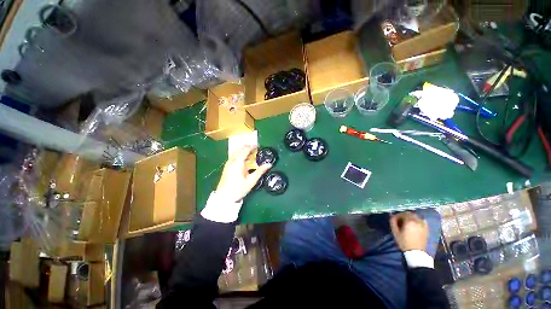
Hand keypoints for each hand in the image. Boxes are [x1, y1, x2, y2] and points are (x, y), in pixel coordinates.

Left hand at [216, 146, 270, 202]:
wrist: (224, 198)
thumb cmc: (238, 189)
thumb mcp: (251, 181)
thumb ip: (260, 171)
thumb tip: (269, 164)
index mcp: (238, 163)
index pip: (245, 150)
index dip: (252, 146)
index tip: (258, 146)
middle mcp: (232, 161)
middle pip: (239, 149)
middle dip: (248, 147)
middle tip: (256, 149)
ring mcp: (228, 164)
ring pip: (236, 152)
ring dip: (243, 151)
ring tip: (251, 153)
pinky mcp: (226, 167)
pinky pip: (234, 157)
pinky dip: (240, 155)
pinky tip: (244, 160)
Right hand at [390, 212, 428, 251]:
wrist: (416, 252)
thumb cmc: (404, 242)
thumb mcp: (395, 232)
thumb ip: (393, 222)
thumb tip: (392, 216)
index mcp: (409, 221)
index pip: (402, 213)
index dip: (398, 215)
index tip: (395, 219)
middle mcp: (417, 221)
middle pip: (410, 214)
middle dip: (404, 216)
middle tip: (400, 221)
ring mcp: (423, 225)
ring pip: (416, 216)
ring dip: (411, 217)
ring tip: (407, 223)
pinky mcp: (426, 229)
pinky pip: (422, 220)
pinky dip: (417, 220)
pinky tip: (414, 224)